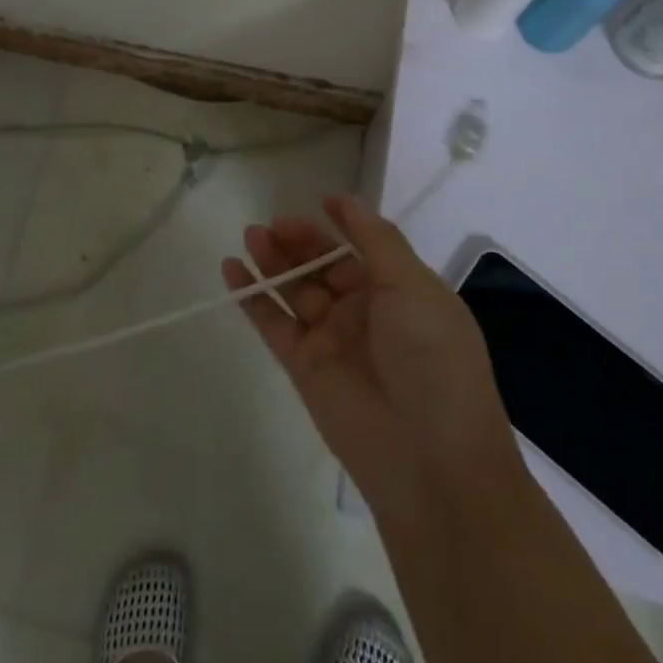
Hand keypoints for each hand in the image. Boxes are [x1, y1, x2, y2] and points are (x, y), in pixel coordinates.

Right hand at [220, 196, 516, 514]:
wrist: (430, 461)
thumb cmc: (431, 360)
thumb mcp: (414, 287)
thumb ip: (376, 240)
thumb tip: (347, 202)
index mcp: (400, 291)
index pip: (365, 247)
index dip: (343, 223)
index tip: (320, 200)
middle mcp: (366, 311)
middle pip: (325, 264)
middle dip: (300, 241)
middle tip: (273, 224)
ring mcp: (332, 339)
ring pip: (296, 289)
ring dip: (273, 261)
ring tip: (251, 236)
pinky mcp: (304, 367)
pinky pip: (273, 323)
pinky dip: (252, 297)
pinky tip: (232, 269)